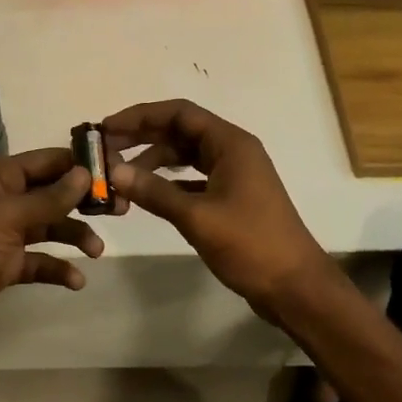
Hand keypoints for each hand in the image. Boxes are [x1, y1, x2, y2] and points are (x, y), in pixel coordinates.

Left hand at [0, 149, 101, 352]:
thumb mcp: (7, 215)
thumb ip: (49, 197)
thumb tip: (84, 173)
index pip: (46, 161)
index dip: (79, 164)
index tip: (115, 170)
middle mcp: (3, 200)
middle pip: (51, 193)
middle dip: (83, 201)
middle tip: (120, 209)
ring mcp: (3, 234)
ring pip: (48, 227)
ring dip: (74, 236)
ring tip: (98, 250)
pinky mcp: (4, 266)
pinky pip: (39, 261)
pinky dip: (58, 268)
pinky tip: (76, 280)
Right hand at [104, 100, 327, 316]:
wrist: (295, 287)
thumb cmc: (251, 245)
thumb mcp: (197, 217)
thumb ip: (154, 191)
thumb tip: (113, 171)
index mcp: (230, 143)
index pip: (179, 113)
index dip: (141, 116)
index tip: (107, 128)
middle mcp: (232, 150)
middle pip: (180, 130)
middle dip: (142, 137)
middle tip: (105, 149)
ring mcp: (233, 174)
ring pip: (185, 155)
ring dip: (153, 162)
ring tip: (120, 176)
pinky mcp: (231, 197)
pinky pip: (192, 178)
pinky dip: (168, 182)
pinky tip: (145, 194)